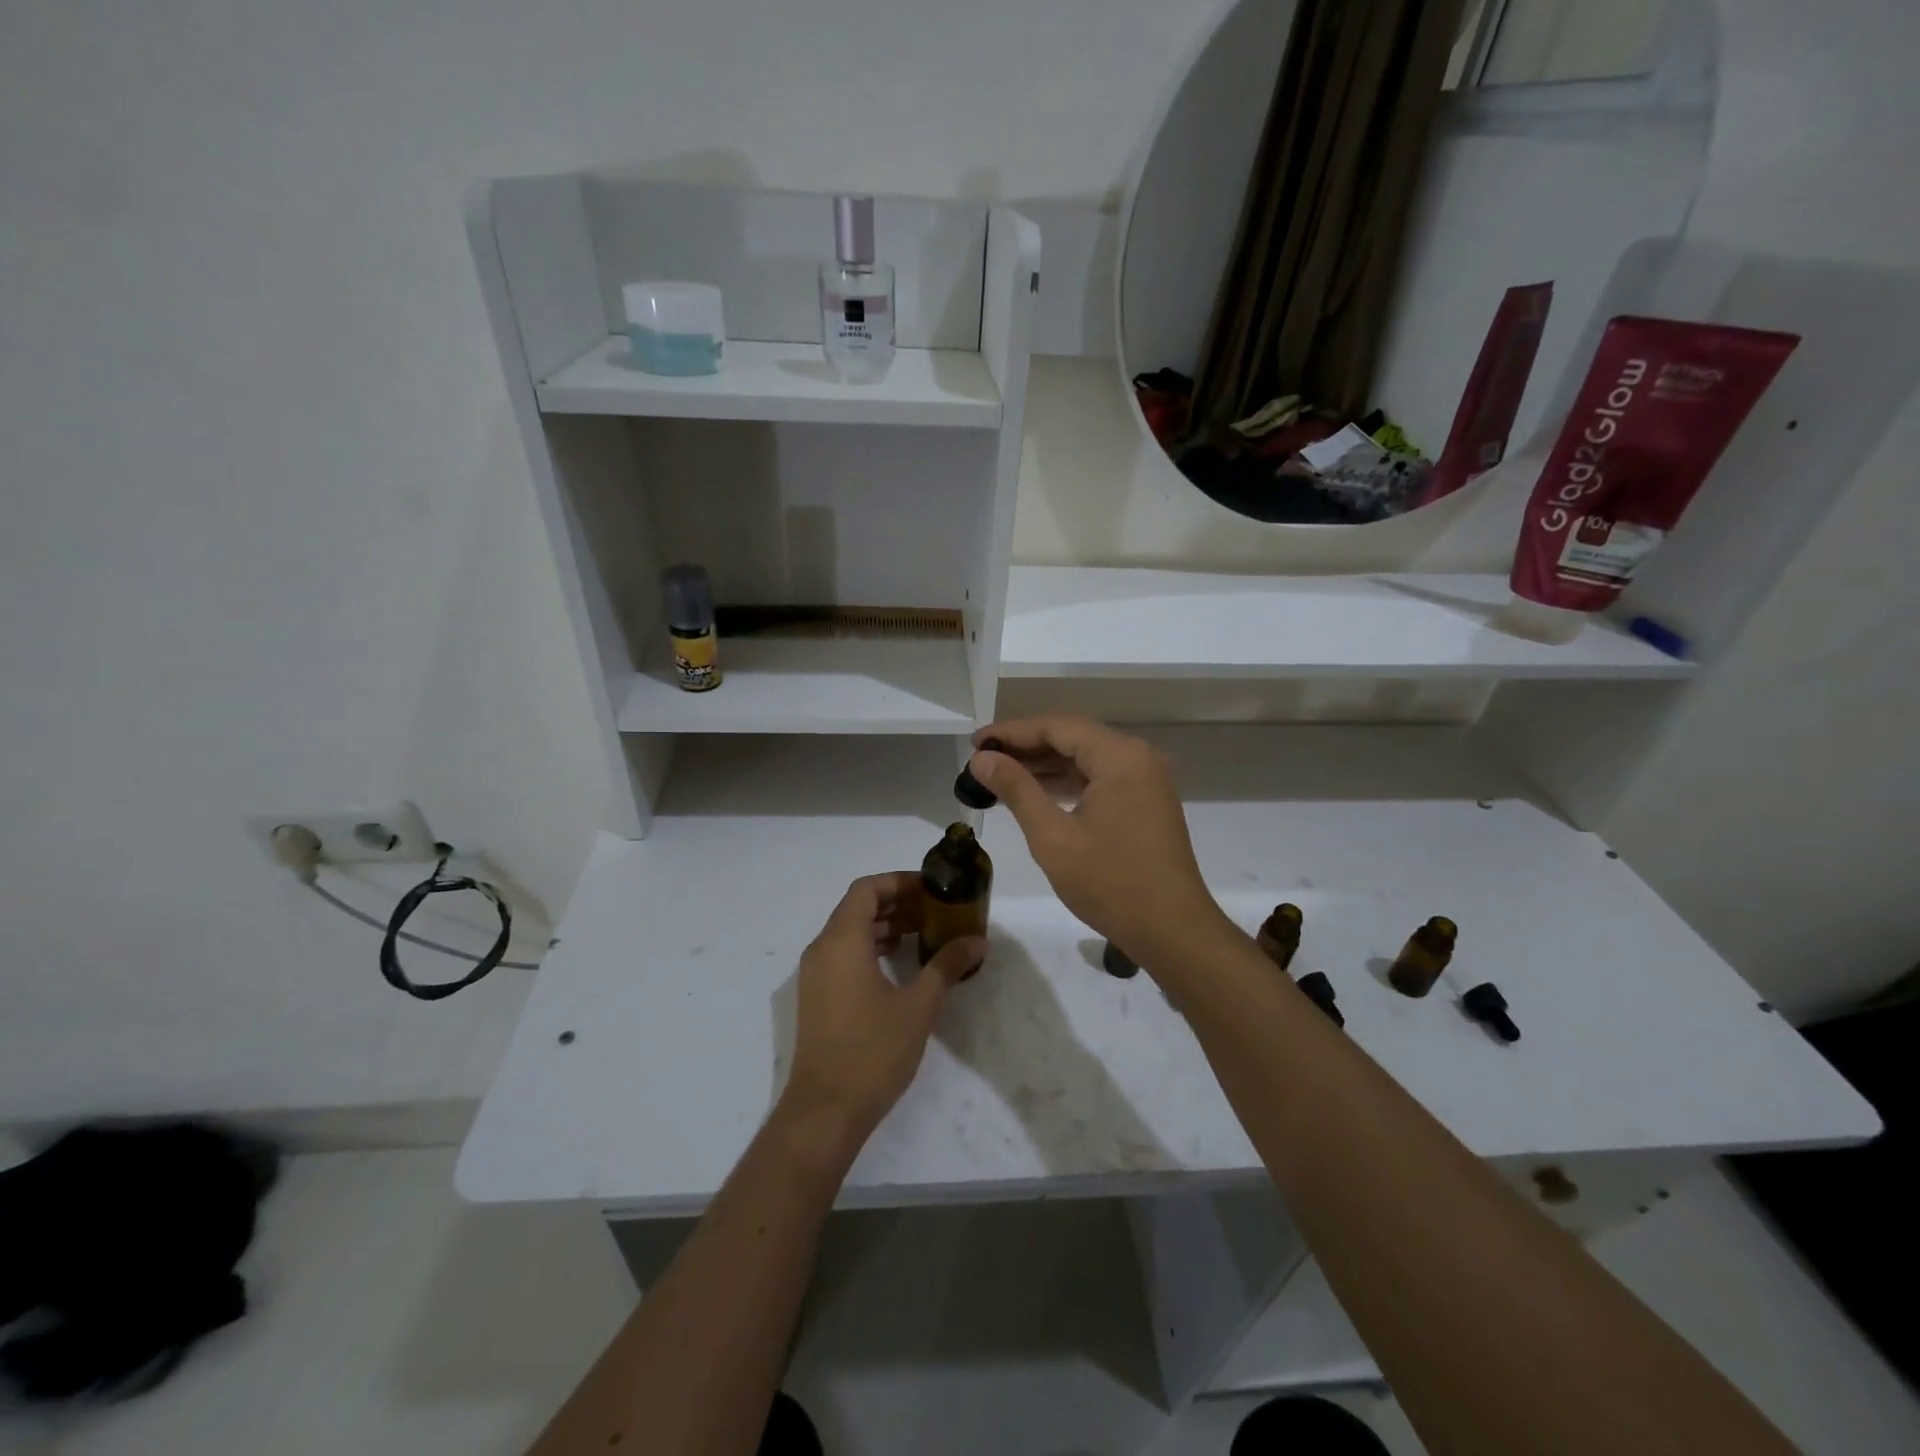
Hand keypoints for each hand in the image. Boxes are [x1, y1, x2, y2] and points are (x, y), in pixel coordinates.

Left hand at [779, 873, 986, 1148]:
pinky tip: (899, 964)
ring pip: (848, 931)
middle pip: (857, 907)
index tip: (931, 889)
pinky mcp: (816, 996)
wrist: (825, 1111)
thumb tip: (977, 941)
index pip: (867, 889)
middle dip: (896, 902)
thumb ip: (947, 966)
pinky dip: (870, 947)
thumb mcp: (919, 1006)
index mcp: (842, 941)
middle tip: (934, 910)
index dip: (899, 882)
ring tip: (923, 933)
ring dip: (883, 925)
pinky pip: (842, 954)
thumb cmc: (873, 1051)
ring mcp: (814, 974)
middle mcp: (822, 949)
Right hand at [968, 716, 1230, 968]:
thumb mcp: (1053, 837)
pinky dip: (1068, 782)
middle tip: (982, 758)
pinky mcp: (1146, 802)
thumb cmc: (1110, 883)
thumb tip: (982, 759)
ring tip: (1000, 774)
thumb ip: (1016, 790)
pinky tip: (1036, 793)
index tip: (975, 742)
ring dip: (1045, 765)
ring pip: (1087, 758)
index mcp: (1120, 757)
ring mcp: (1146, 780)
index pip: (1057, 727)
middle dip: (1026, 746)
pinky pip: (1101, 778)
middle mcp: (1138, 757)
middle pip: (1073, 737)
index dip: (1012, 732)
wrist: (1172, 931)